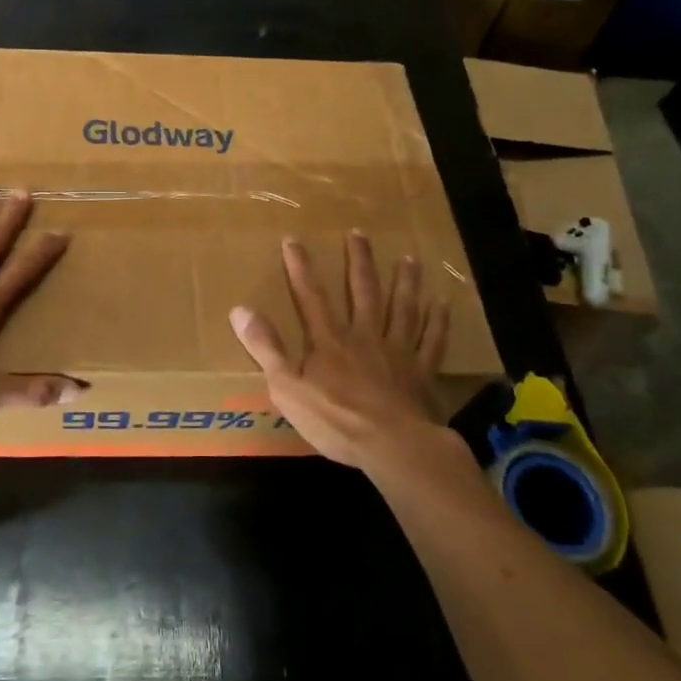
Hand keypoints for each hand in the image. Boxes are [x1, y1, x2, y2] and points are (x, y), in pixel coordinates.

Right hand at [230, 232, 452, 470]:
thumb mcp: (287, 387)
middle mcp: (365, 336)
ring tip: (409, 258)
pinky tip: (442, 304)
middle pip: (363, 292)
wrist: (393, 446)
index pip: (311, 297)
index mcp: (329, 341)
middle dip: (359, 261)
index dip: (300, 268)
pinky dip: (437, 321)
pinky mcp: (422, 372)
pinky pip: (432, 340)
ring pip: (402, 309)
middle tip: (359, 233)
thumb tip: (239, 309)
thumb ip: (265, 348)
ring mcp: (397, 352)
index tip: (293, 239)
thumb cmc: (336, 420)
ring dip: (405, 282)